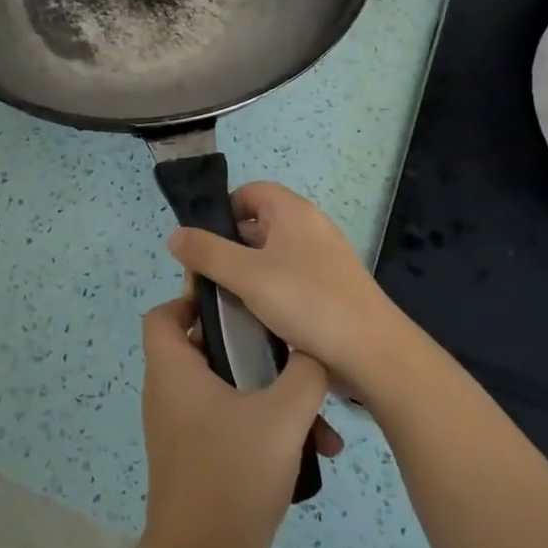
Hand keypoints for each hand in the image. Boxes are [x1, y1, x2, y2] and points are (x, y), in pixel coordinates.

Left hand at [137, 296, 340, 547]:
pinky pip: (230, 422)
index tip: (242, 303)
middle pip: (205, 346)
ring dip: (271, 395)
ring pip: (227, 389)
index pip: (165, 313)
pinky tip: (311, 450)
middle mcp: (170, 392)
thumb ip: (304, 373)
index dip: (195, 298)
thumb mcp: (281, 417)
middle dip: (253, 348)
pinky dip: (264, 426)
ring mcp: (182, 428)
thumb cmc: (231, 477)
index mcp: (174, 369)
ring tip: (320, 416)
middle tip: (292, 349)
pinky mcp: (197, 458)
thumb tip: (315, 349)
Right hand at [167, 181, 414, 400]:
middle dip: (226, 250)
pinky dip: (266, 294)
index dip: (221, 211)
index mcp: (294, 212)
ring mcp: (321, 261)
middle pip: (256, 225)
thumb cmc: (308, 302)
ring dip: (244, 277)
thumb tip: (175, 234)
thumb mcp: (247, 275)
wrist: (373, 355)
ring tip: (224, 305)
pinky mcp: (328, 290)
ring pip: (268, 257)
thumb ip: (207, 252)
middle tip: (205, 282)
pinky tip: (253, 321)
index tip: (202, 245)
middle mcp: (309, 228)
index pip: (249, 192)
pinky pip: (286, 281)